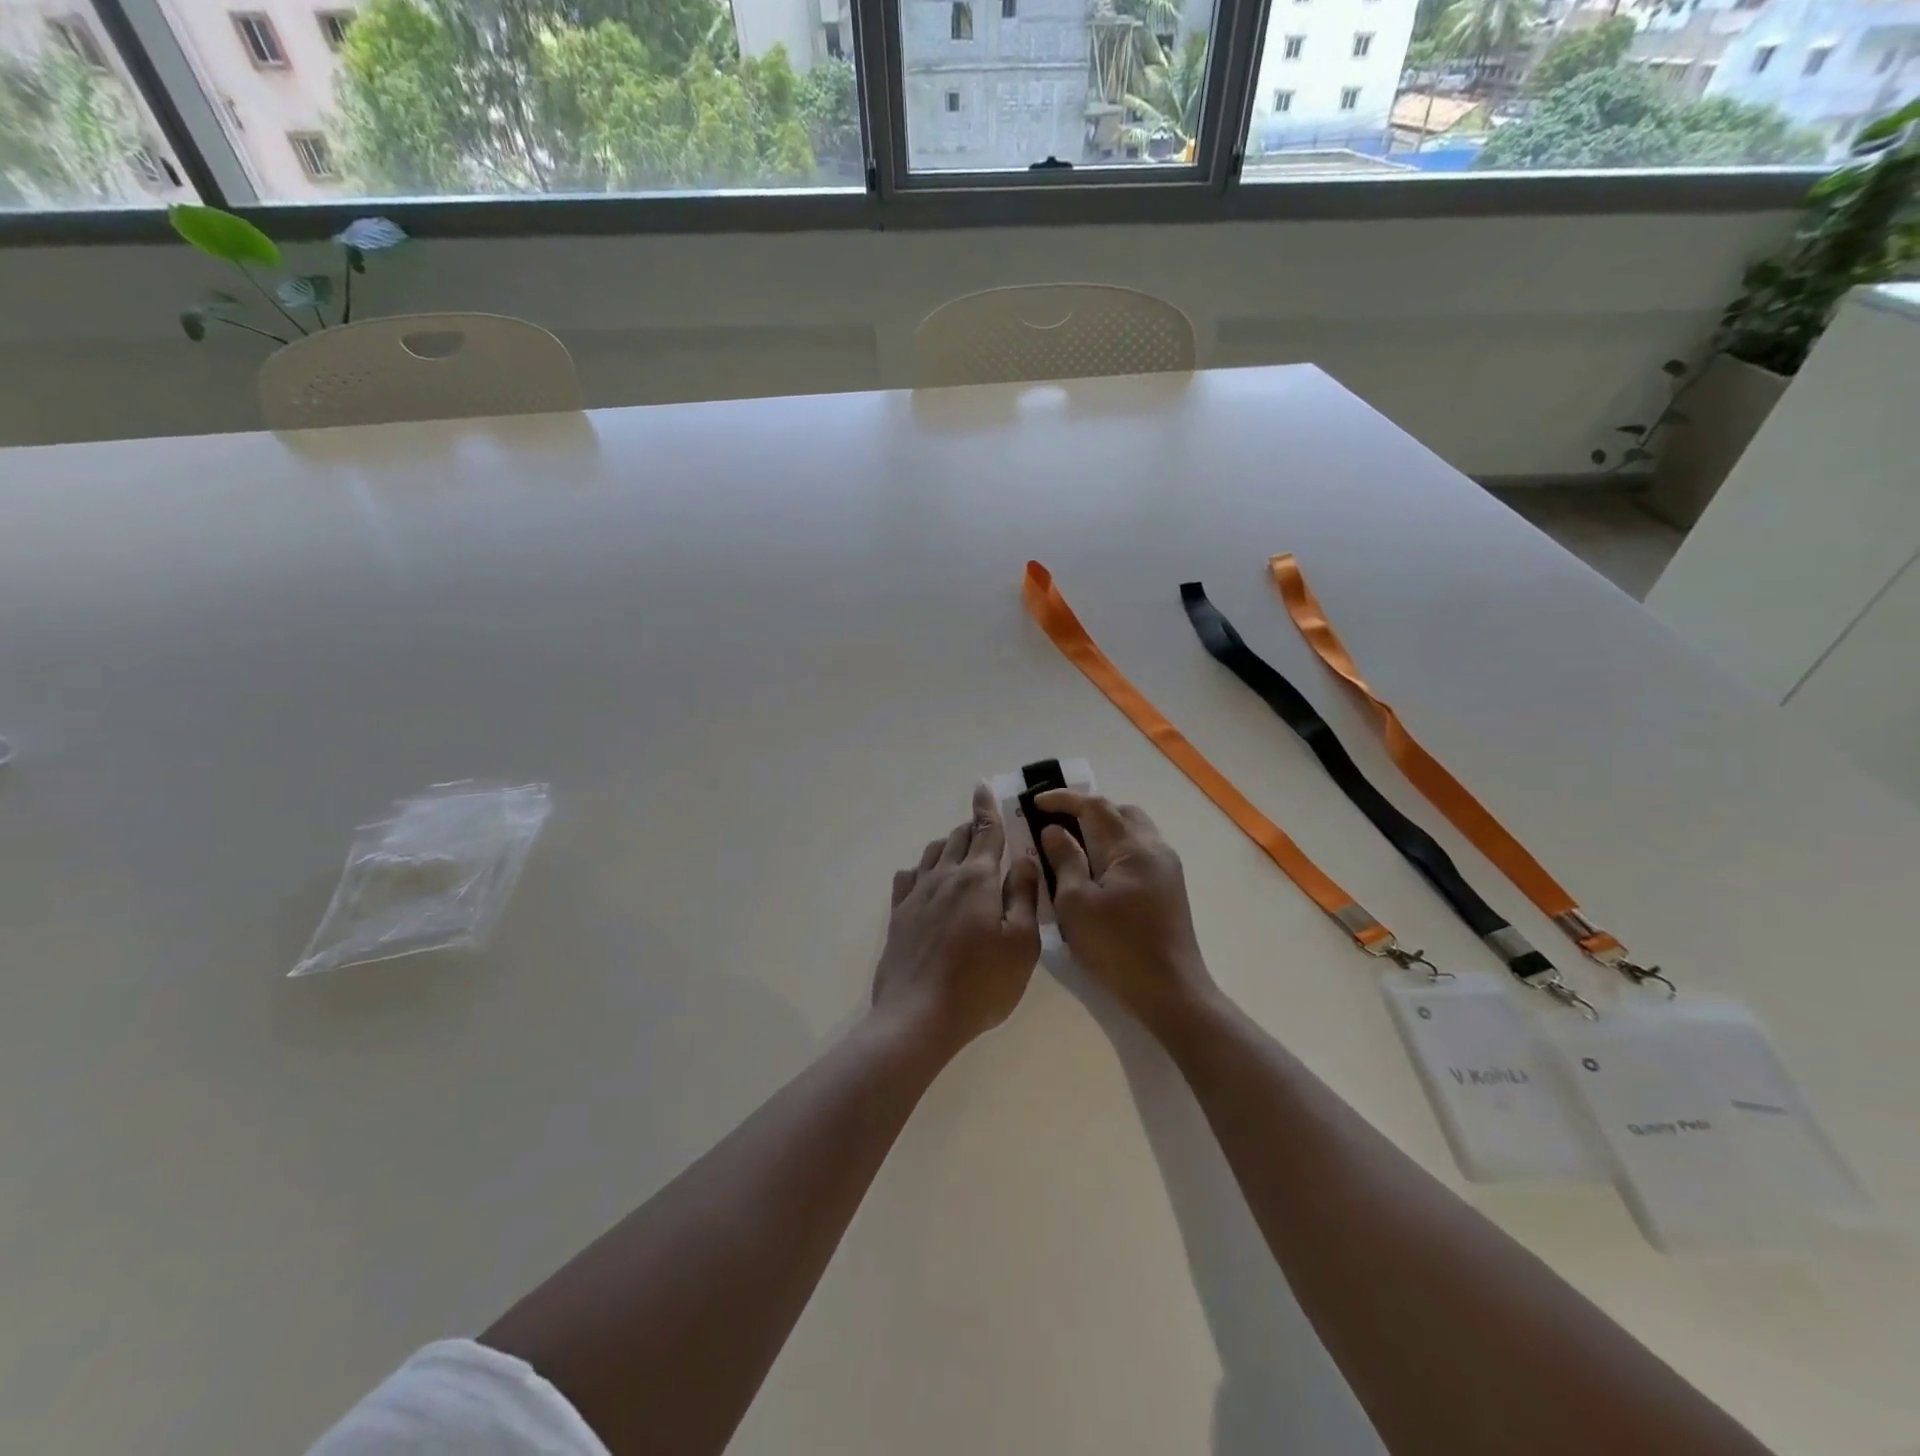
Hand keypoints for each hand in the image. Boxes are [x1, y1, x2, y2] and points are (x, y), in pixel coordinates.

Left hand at [873, 784, 1041, 1051]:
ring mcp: (916, 895)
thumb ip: (1023, 895)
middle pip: (958, 839)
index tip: (982, 786)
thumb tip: (1023, 858)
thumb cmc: (981, 982)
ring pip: (933, 854)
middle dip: (972, 828)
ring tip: (961, 851)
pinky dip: (922, 869)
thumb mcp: (1021, 942)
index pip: (985, 831)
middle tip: (984, 828)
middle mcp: (943, 877)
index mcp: (977, 878)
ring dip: (949, 845)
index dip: (987, 808)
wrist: (918, 1016)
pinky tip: (926, 879)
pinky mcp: (898, 916)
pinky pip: (909, 877)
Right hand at [1035, 791, 1216, 1035]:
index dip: (1064, 799)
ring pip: (1133, 829)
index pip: (1096, 806)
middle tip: (1057, 822)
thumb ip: (1065, 860)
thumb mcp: (1076, 904)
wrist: (1170, 991)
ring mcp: (1167, 867)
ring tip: (1075, 844)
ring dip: (1104, 828)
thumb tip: (1054, 831)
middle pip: (1120, 811)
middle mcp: (1154, 848)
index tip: (1036, 802)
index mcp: (1132, 848)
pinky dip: (1115, 846)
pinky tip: (1097, 869)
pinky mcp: (1170, 886)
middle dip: (1087, 810)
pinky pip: (1140, 850)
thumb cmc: (1117, 947)